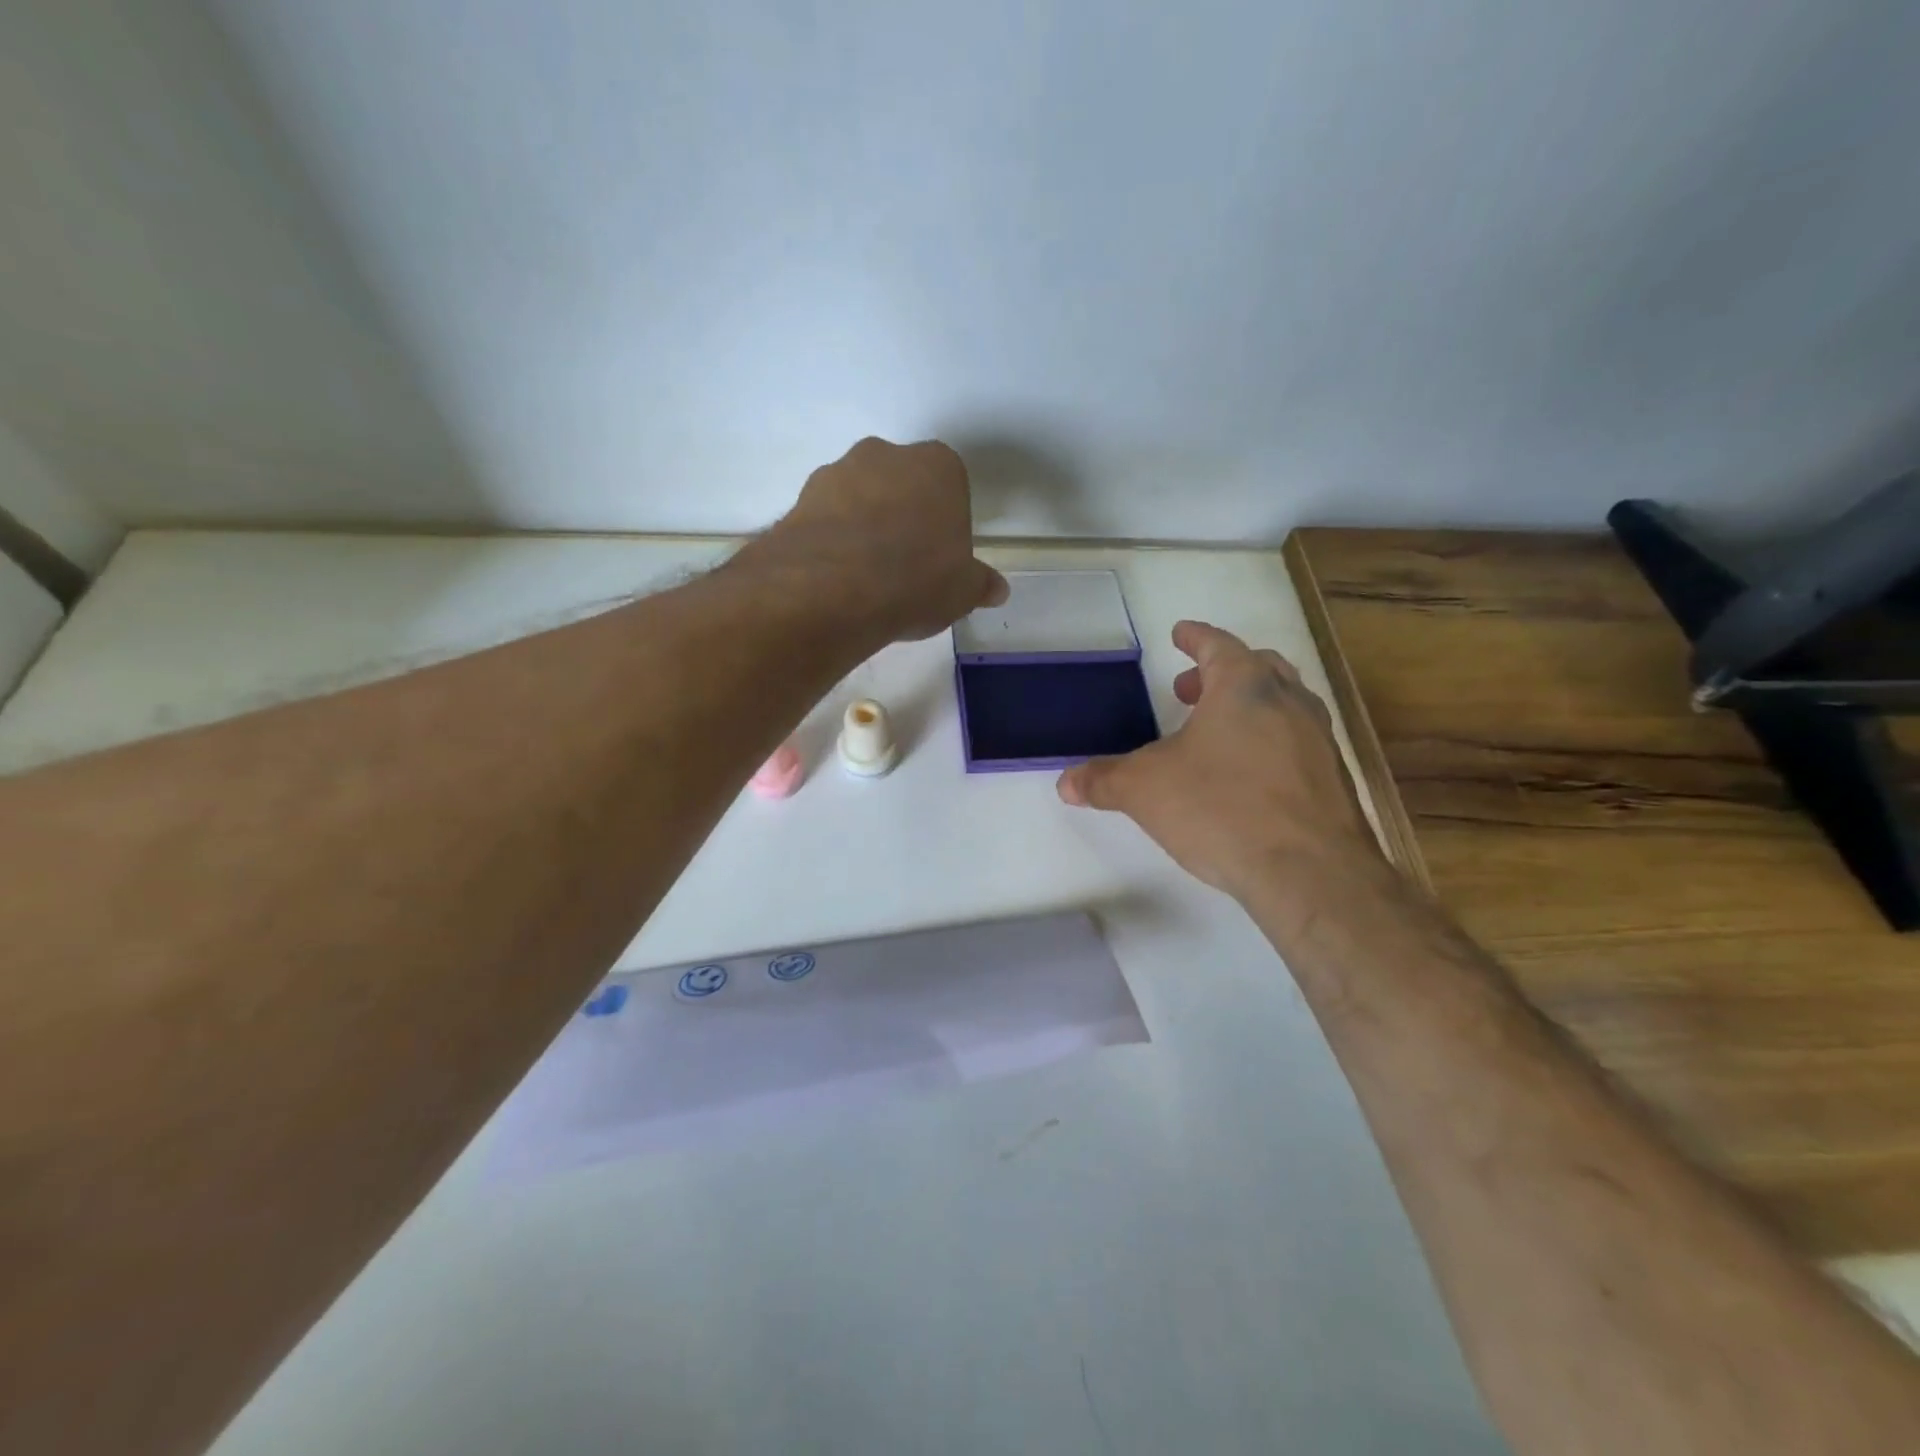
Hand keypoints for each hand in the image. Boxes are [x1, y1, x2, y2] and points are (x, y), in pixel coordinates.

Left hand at [763, 437, 1008, 641]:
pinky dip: (832, 541)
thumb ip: (979, 584)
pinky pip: (826, 519)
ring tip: (866, 578)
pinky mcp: (800, 499)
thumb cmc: (917, 579)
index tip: (940, 556)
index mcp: (939, 466)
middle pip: (901, 484)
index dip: (945, 522)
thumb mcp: (962, 591)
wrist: (834, 588)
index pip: (950, 486)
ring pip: (860, 497)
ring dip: (864, 527)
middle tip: (904, 565)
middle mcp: (887, 455)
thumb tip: (997, 589)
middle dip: (903, 516)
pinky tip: (837, 579)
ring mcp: (838, 472)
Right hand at [1057, 621, 1383, 905]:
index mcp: (1244, 686)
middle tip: (1188, 690)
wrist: (1310, 872)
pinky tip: (1247, 776)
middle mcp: (1289, 701)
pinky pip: (1296, 743)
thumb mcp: (1145, 790)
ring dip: (1247, 707)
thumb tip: (1066, 783)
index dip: (1195, 637)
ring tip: (1215, 733)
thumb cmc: (1221, 808)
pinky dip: (1268, 742)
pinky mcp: (1333, 780)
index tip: (1181, 632)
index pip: (1217, 645)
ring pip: (1283, 704)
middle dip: (1219, 673)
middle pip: (1257, 668)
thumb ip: (1103, 780)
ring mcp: (1318, 740)